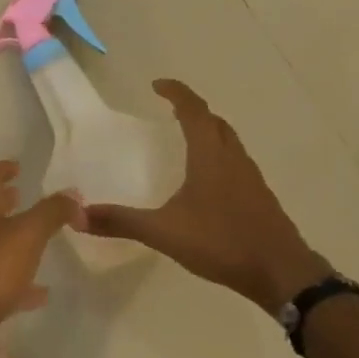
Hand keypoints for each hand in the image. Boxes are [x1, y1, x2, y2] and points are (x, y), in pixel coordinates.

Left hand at [0, 161, 80, 337]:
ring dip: (14, 244)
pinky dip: (20, 285)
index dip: (2, 170)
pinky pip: (1, 285)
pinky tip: (40, 294)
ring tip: (40, 246)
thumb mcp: (27, 235)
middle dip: (6, 204)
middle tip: (22, 198)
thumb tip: (73, 193)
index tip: (17, 165)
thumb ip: (51, 213)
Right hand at [80, 79, 328, 313]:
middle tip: (170, 110)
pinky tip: (208, 181)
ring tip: (187, 139)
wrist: (281, 272)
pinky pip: (236, 162)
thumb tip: (78, 215)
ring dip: (209, 131)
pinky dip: (219, 156)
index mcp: (210, 155)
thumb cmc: (222, 243)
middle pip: (214, 121)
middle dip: (192, 110)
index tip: (157, 85)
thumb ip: (121, 222)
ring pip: (228, 141)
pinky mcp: (259, 196)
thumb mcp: (164, 232)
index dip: (176, 92)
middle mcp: (233, 158)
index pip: (194, 110)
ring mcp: (251, 177)